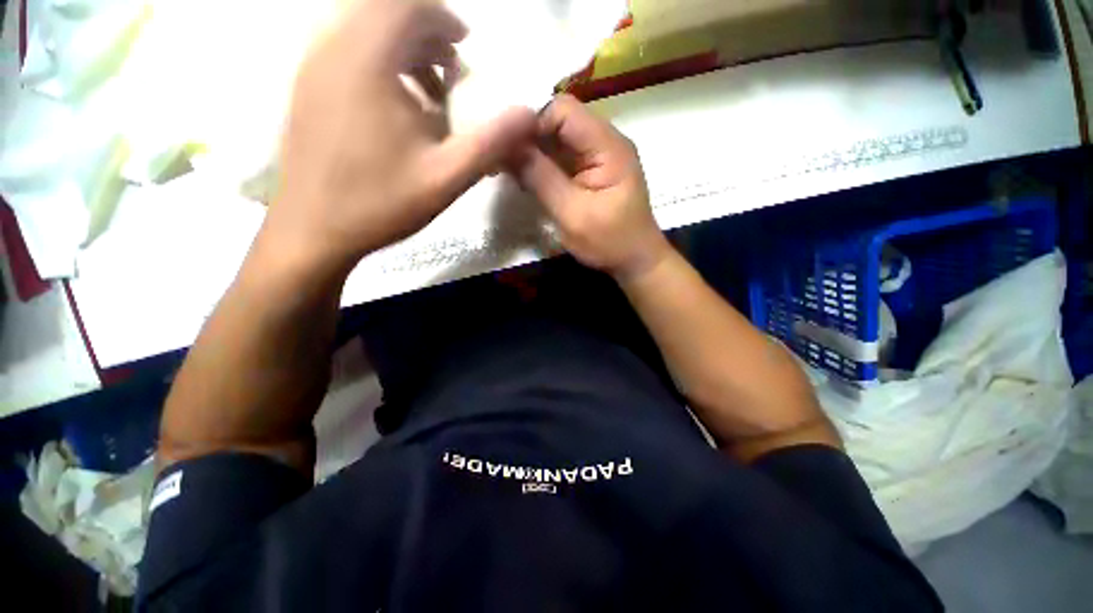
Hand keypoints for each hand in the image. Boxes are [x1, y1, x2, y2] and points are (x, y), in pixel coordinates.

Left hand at [265, 0, 536, 271]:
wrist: (314, 228)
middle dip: (424, 31)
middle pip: (382, 9)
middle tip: (451, 70)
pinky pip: (345, 48)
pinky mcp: (305, 85)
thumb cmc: (382, 202)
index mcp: (367, 60)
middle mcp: (332, 47)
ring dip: (401, 46)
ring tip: (429, 91)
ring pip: (362, 27)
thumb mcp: (447, 177)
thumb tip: (530, 116)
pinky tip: (397, 104)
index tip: (465, 47)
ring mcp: (311, 64)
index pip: (406, 4)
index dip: (442, 17)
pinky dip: (378, 60)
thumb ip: (491, 143)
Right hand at [514, 94, 670, 279]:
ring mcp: (599, 156)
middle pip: (559, 121)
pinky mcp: (592, 171)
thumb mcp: (572, 213)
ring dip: (534, 153)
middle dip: (529, 138)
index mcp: (607, 145)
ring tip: (510, 171)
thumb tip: (508, 147)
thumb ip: (541, 178)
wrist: (636, 261)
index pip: (563, 110)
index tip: (508, 148)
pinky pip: (563, 158)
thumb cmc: (609, 242)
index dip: (532, 122)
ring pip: (558, 140)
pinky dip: (543, 166)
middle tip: (502, 161)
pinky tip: (526, 179)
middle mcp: (605, 141)